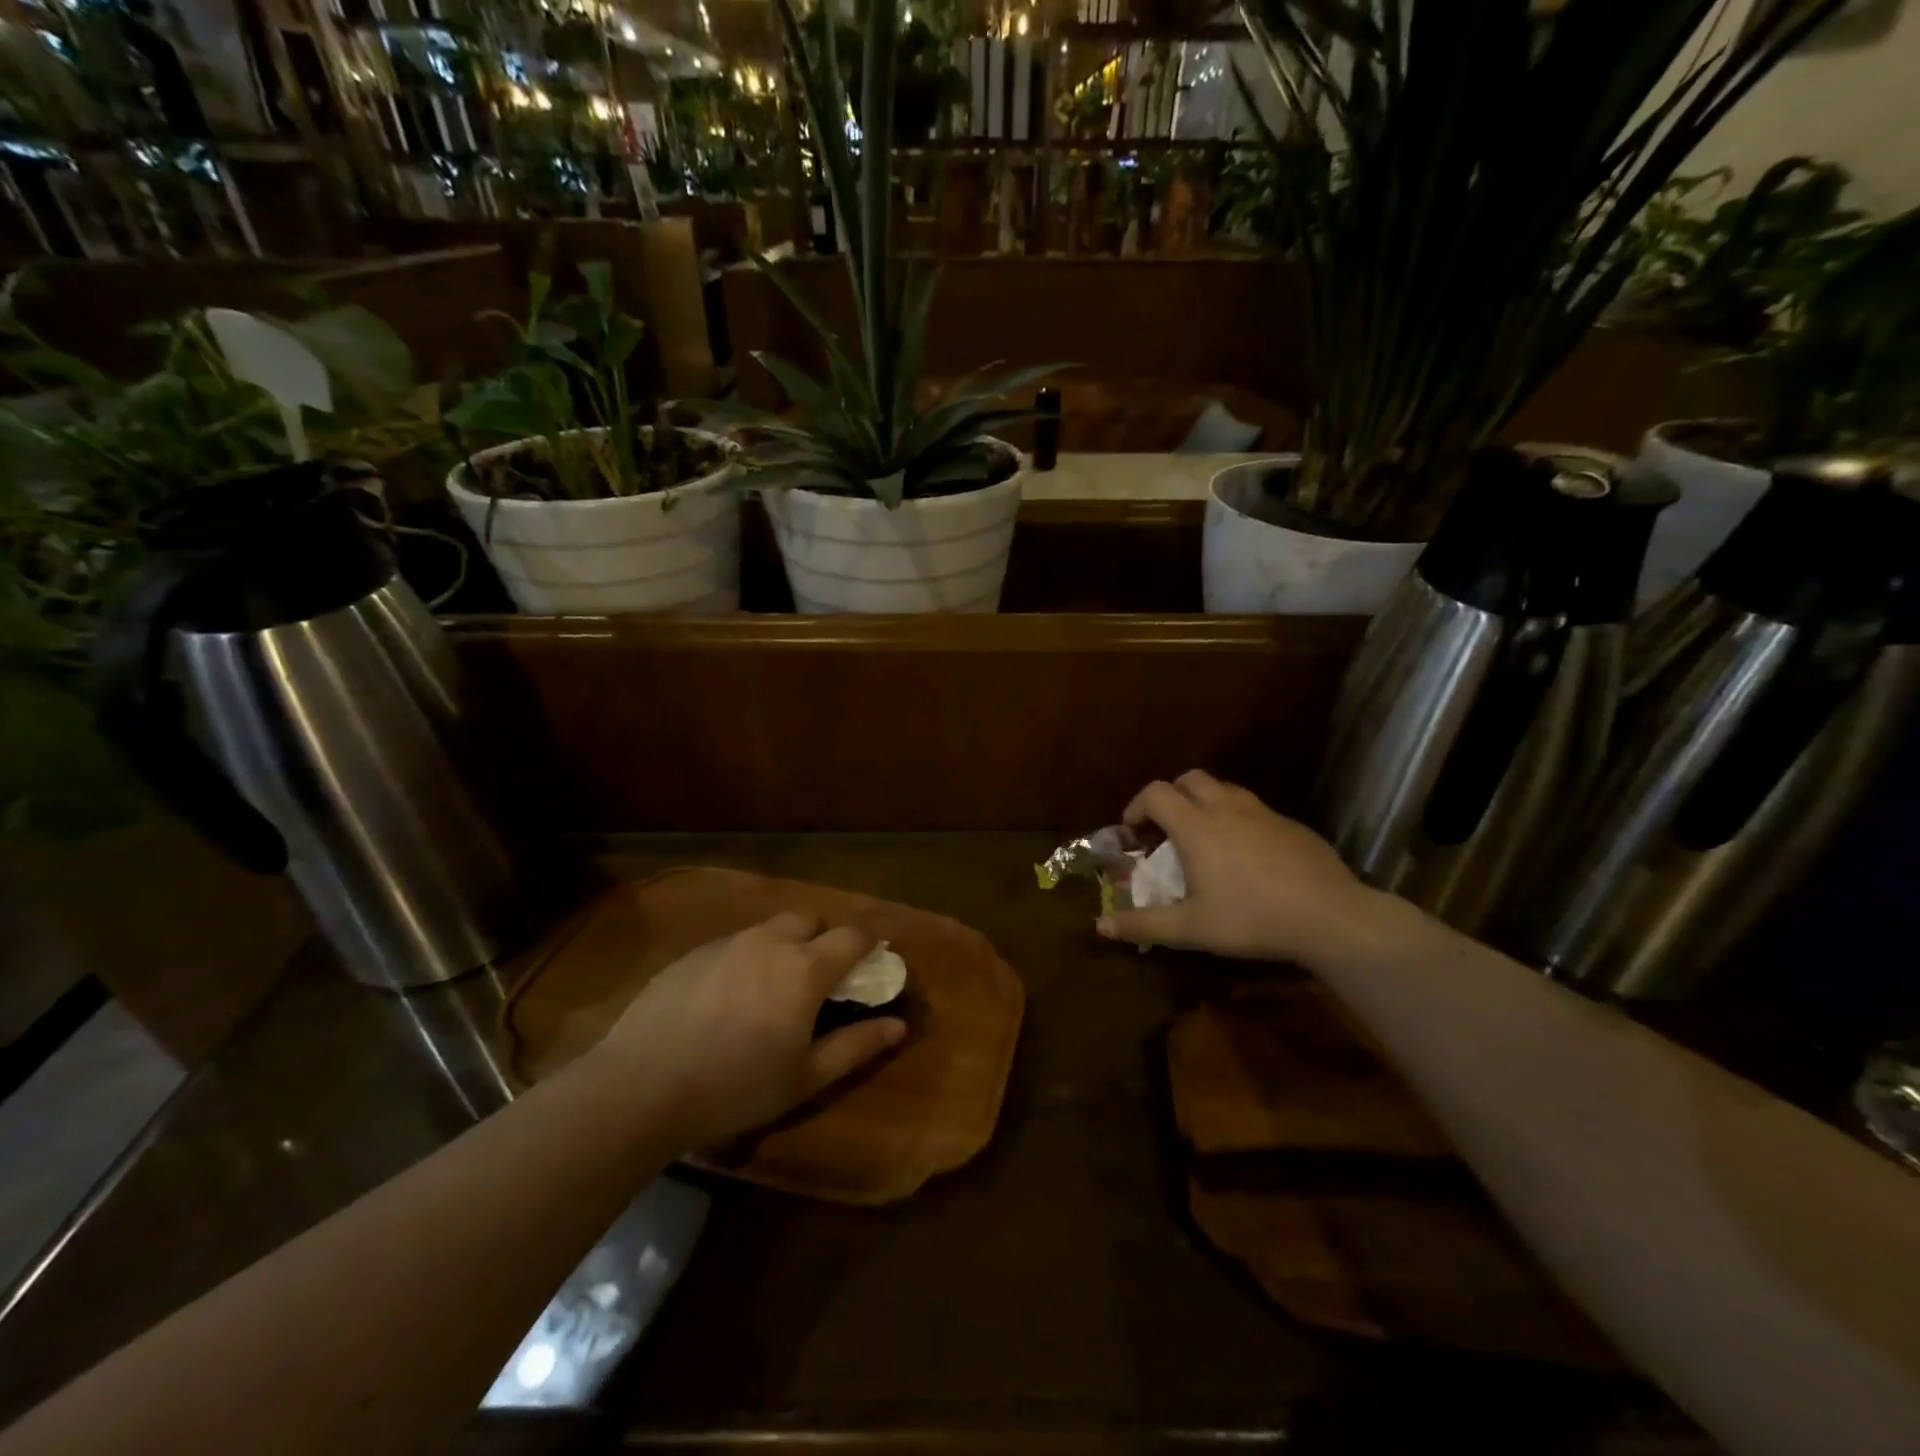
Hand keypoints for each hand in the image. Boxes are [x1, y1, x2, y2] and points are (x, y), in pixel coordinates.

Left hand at [590, 911, 906, 1149]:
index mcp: (805, 968)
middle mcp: (770, 942)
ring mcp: (727, 943)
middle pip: (809, 918)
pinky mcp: (691, 954)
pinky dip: (744, 959)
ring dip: (782, 946)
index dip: (869, 944)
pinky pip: (732, 944)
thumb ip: (856, 1046)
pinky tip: (724, 1001)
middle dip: (822, 937)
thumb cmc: (735, 1087)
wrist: (640, 1087)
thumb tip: (898, 1025)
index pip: (853, 936)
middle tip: (816, 978)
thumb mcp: (805, 1078)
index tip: (871, 962)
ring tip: (768, 991)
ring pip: (768, 929)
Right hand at [1097, 770, 1382, 968]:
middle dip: (1170, 796)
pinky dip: (1237, 819)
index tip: (1132, 833)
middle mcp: (1226, 808)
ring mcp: (1263, 812)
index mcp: (1196, 826)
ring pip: (1224, 789)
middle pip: (1189, 779)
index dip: (1136, 807)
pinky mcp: (1291, 824)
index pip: (1156, 794)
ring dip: (1204, 803)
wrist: (1331, 916)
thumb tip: (1100, 926)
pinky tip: (1246, 855)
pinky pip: (1253, 808)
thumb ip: (1144, 924)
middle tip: (1166, 829)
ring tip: (1203, 838)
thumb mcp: (1191, 929)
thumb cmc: (1252, 919)